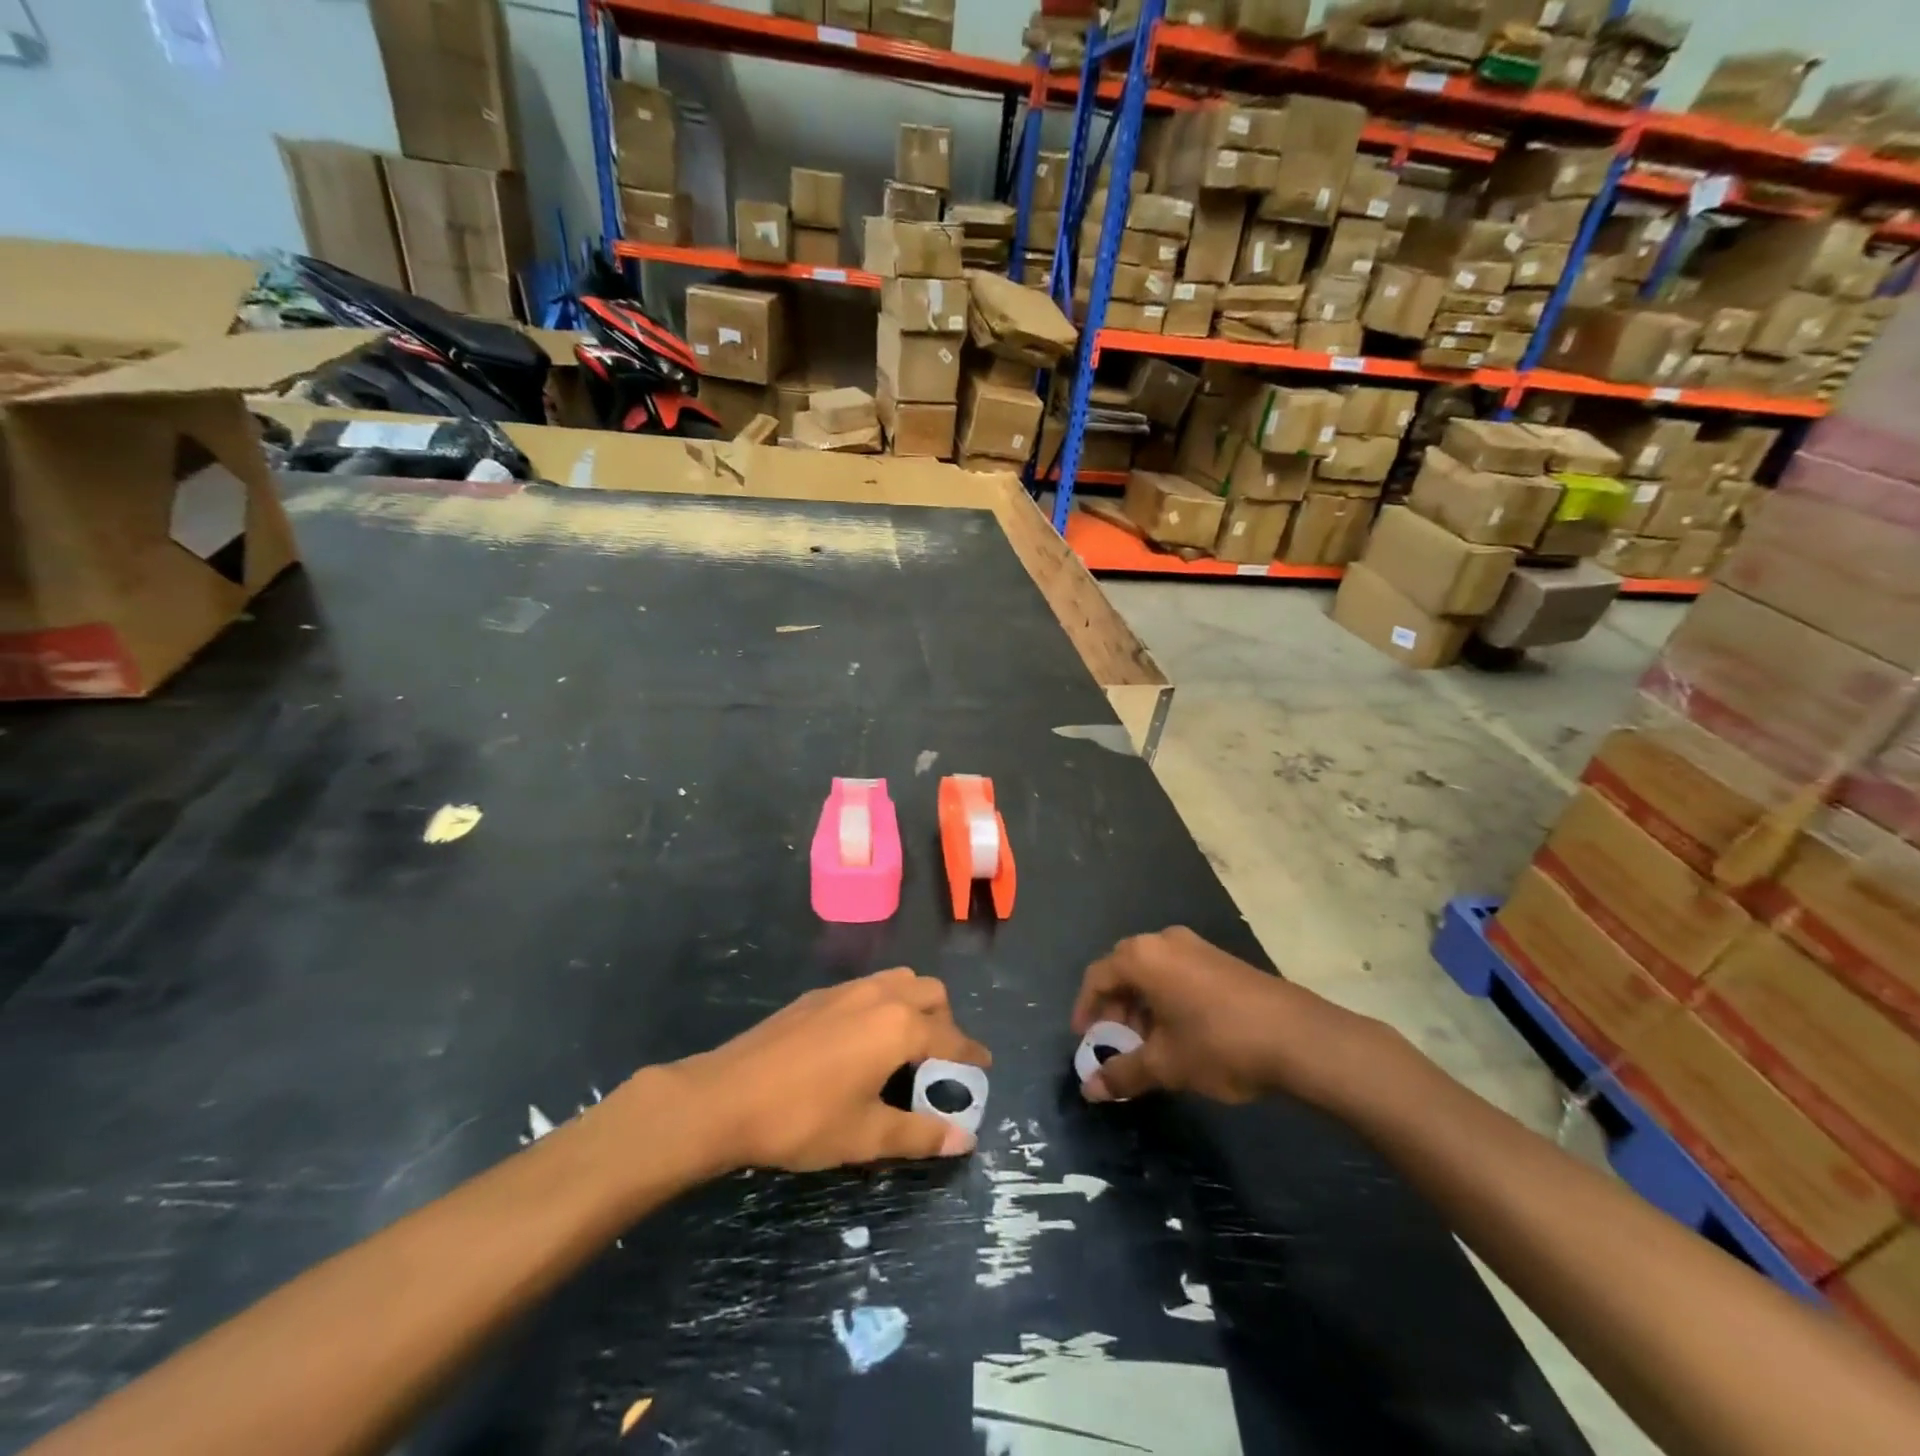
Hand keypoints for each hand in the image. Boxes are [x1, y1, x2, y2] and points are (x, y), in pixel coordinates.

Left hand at [674, 970, 990, 1172]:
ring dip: (914, 1005)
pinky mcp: (818, 995)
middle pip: (930, 993)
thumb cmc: (803, 1119)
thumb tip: (964, 1140)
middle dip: (944, 1022)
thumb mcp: (866, 1135)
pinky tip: (863, 1041)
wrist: (726, 1096)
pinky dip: (884, 1004)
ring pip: (898, 981)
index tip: (984, 1066)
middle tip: (939, 1060)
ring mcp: (845, 989)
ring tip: (905, 1046)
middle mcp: (879, 995)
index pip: (950, 1037)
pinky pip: (868, 987)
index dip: (971, 1054)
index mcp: (898, 1026)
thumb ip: (919, 1134)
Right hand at [1072, 928, 1361, 1105]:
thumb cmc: (1219, 1044)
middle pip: (1123, 969)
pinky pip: (1177, 972)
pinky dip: (1166, 998)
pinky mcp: (1220, 959)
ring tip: (1149, 1044)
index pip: (1097, 977)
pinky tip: (1180, 1032)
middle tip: (1116, 1043)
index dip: (1086, 1009)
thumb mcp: (1166, 1065)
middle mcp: (1164, 941)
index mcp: (1142, 957)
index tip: (1085, 1040)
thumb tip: (1089, 1091)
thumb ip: (1123, 1074)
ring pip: (1152, 972)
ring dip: (1141, 1005)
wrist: (1299, 1037)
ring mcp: (1195, 946)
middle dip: (1114, 1007)